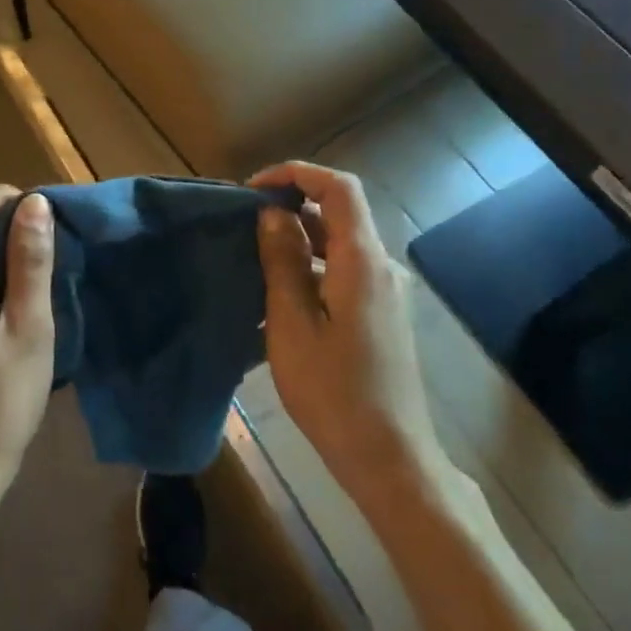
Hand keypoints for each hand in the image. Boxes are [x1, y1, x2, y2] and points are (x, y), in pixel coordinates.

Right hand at [251, 162, 450, 490]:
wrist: (389, 457)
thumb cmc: (333, 393)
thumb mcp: (292, 325)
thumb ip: (283, 263)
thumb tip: (273, 214)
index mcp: (362, 262)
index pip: (339, 187)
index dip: (297, 174)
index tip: (252, 189)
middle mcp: (381, 267)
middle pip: (339, 213)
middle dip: (290, 206)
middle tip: (242, 226)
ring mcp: (385, 292)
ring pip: (339, 244)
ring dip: (298, 239)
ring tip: (251, 258)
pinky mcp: (381, 314)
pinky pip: (343, 272)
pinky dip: (310, 267)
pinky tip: (277, 295)